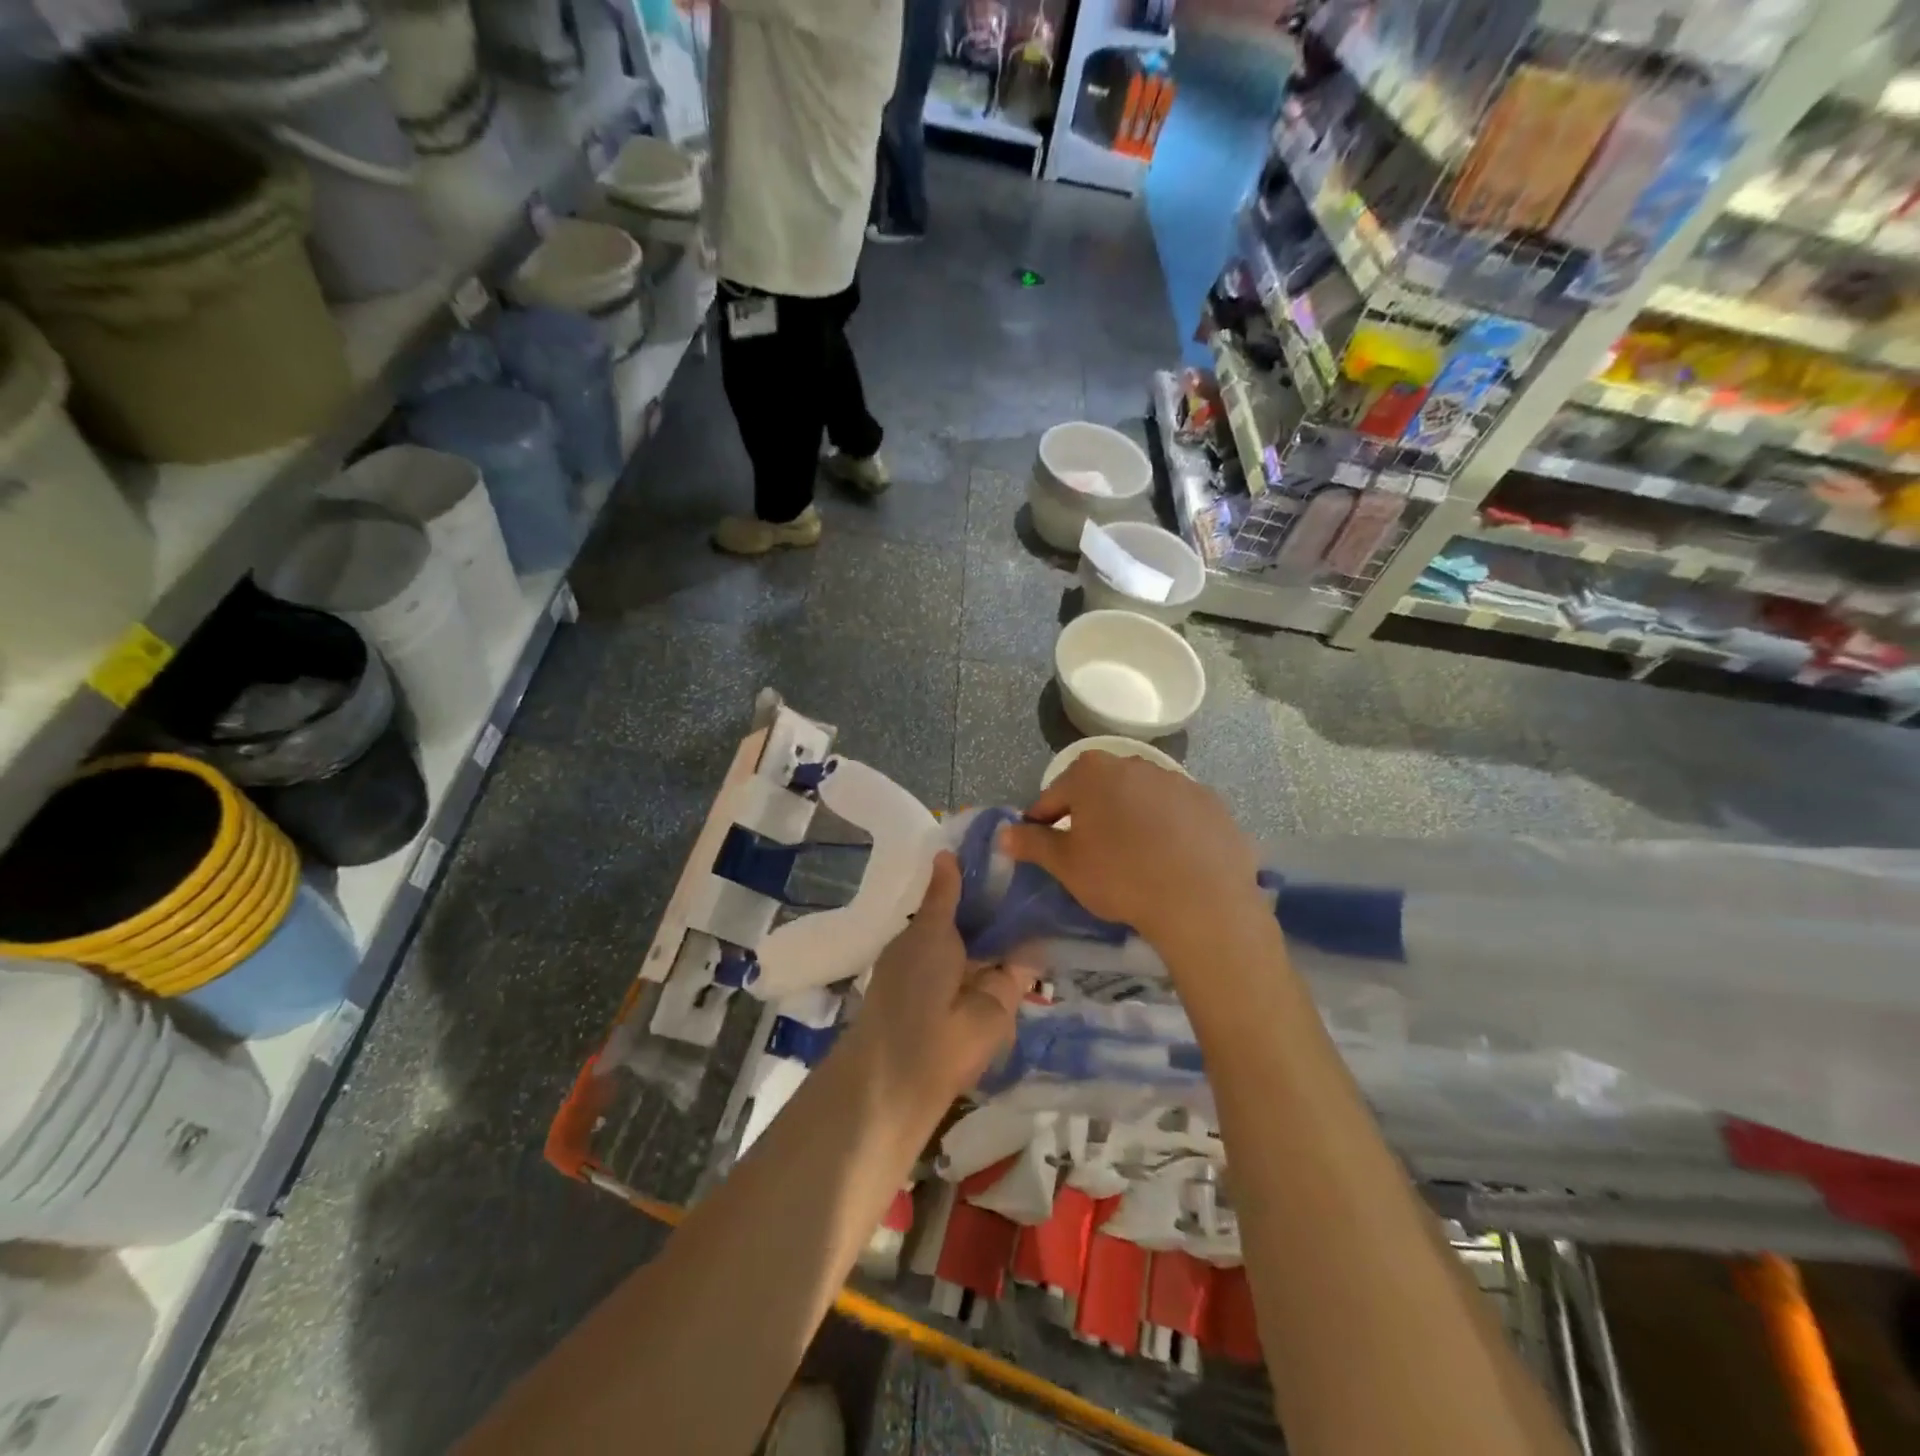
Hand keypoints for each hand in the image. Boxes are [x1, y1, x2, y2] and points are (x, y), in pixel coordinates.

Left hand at [841, 853, 1031, 1117]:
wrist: (922, 1056)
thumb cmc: (911, 984)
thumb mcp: (926, 930)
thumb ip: (944, 895)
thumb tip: (946, 853)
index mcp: (926, 937)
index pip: (954, 900)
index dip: (972, 876)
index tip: (998, 841)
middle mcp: (955, 954)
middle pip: (983, 918)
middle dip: (1002, 892)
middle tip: (1033, 847)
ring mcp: (983, 975)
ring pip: (1006, 938)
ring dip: (1023, 913)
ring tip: (1052, 867)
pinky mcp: (1010, 995)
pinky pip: (1026, 962)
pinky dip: (1040, 939)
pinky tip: (1060, 903)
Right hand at [999, 751, 1263, 954]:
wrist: (1201, 900)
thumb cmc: (1120, 877)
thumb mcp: (1066, 865)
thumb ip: (1032, 843)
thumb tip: (1004, 833)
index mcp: (1093, 773)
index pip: (1054, 795)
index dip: (1044, 821)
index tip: (1044, 847)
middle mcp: (1134, 764)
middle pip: (1099, 789)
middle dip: (1089, 815)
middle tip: (1089, 853)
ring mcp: (1177, 780)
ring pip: (1139, 798)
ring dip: (1130, 818)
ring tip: (1133, 858)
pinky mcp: (1210, 802)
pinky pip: (1176, 812)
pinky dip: (1168, 828)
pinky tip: (1171, 859)